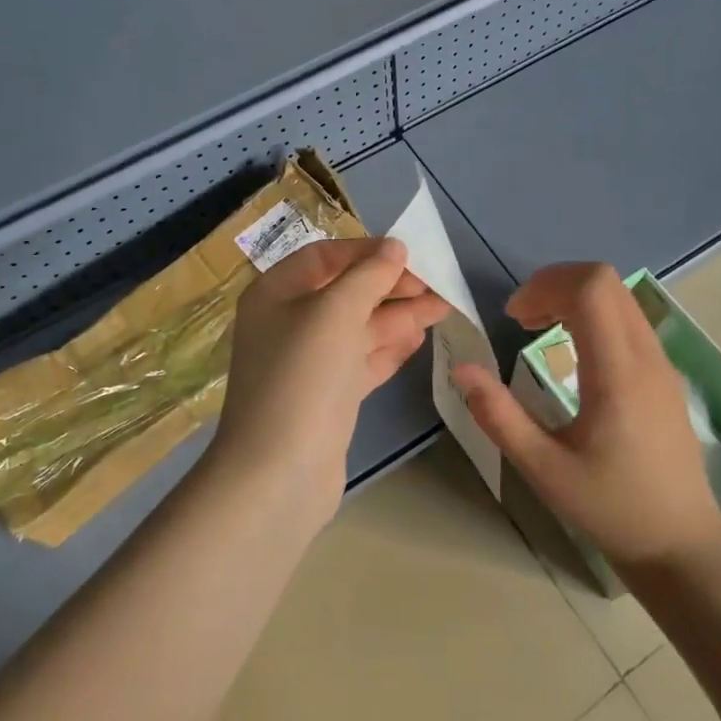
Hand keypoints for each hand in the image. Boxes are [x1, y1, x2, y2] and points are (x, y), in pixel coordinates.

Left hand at [215, 237, 450, 527]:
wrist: (279, 473)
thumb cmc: (303, 377)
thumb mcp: (336, 313)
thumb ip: (368, 275)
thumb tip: (394, 247)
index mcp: (277, 293)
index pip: (325, 256)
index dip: (366, 252)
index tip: (410, 254)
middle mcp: (289, 323)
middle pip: (346, 292)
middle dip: (391, 287)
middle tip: (437, 286)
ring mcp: (309, 363)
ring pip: (359, 328)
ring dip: (399, 317)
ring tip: (443, 309)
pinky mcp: (328, 396)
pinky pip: (362, 361)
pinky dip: (389, 348)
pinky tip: (420, 340)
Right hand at [453, 263, 720, 569]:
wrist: (680, 542)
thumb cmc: (610, 508)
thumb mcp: (543, 469)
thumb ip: (499, 416)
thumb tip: (461, 369)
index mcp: (618, 374)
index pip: (591, 289)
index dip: (545, 286)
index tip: (513, 317)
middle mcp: (646, 356)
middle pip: (605, 280)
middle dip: (555, 284)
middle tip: (521, 318)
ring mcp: (662, 362)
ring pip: (620, 295)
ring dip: (575, 296)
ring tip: (539, 327)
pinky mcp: (665, 373)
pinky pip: (630, 317)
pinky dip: (595, 313)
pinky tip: (572, 349)